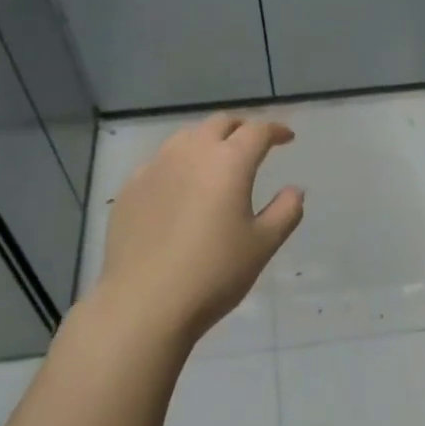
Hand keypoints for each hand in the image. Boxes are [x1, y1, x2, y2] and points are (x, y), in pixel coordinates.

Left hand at [97, 114, 303, 343]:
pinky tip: (181, 187)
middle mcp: (190, 153)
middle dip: (241, 128)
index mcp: (229, 162)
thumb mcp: (263, 245)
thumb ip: (285, 211)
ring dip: (208, 140)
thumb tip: (294, 190)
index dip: (275, 130)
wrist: (145, 302)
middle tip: (254, 143)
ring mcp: (154, 168)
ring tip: (217, 160)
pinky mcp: (130, 188)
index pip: (257, 131)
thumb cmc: (215, 272)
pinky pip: (160, 162)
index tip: (286, 138)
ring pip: (185, 138)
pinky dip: (179, 163)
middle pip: (219, 124)